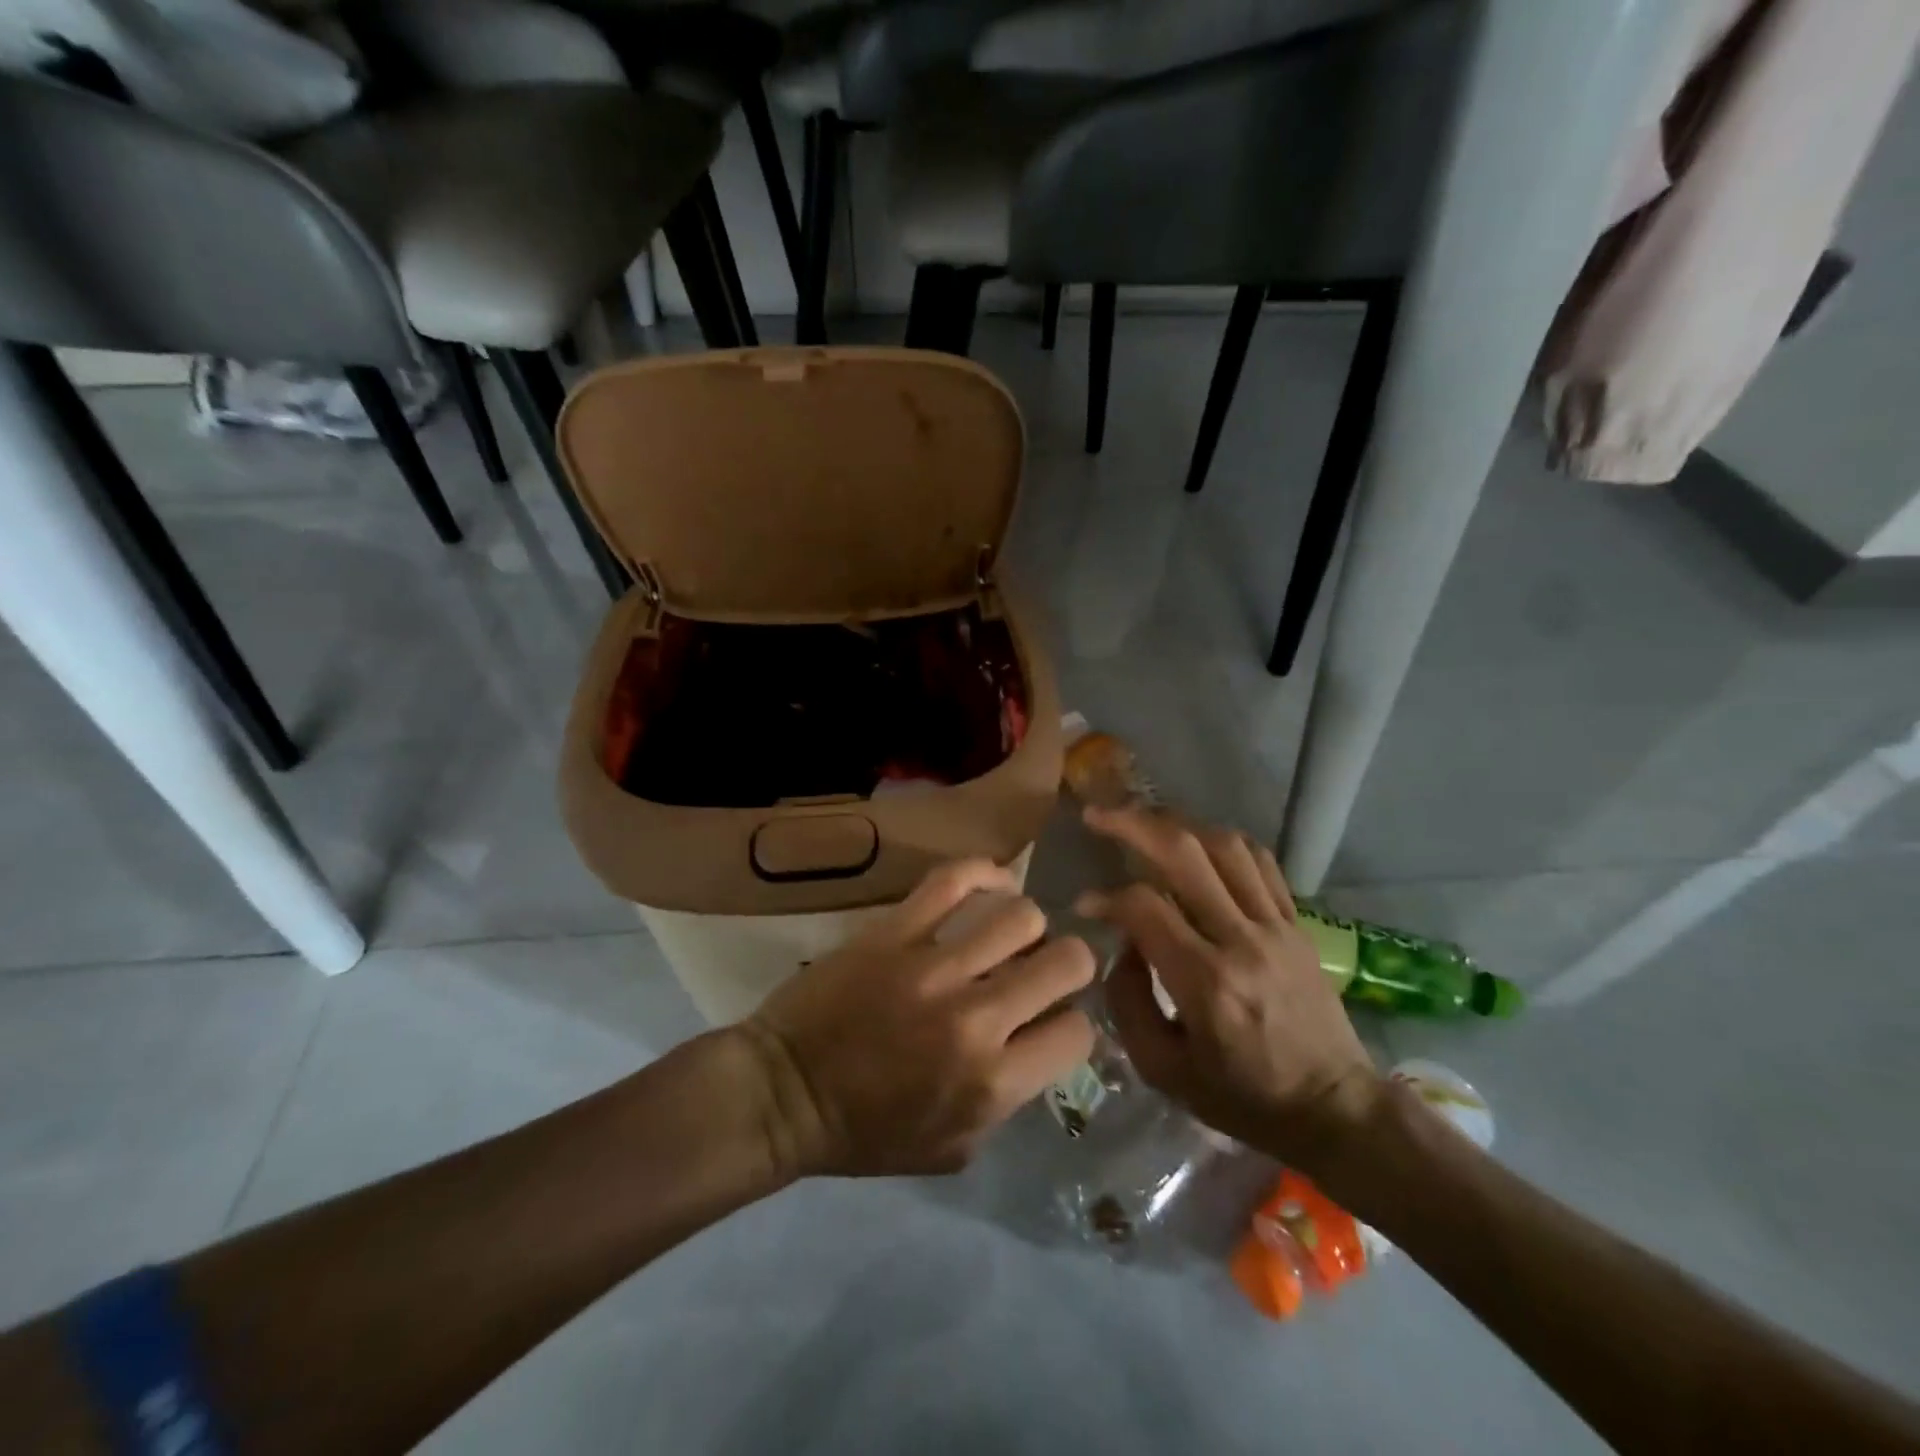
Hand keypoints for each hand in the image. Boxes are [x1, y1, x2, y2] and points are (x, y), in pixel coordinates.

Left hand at [740, 860, 1096, 1178]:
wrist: (783, 1093)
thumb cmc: (865, 1133)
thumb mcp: (954, 1150)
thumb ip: (1007, 1102)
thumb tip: (1036, 1045)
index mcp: (992, 1083)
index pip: (1078, 1031)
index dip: (1071, 1022)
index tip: (1050, 1018)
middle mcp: (976, 1019)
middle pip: (1067, 962)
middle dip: (1068, 963)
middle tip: (1042, 968)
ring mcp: (934, 967)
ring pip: (1021, 915)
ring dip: (1025, 926)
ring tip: (1007, 934)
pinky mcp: (895, 931)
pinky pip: (954, 880)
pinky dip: (984, 874)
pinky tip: (992, 883)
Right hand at [1076, 807, 1383, 1174]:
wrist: (1336, 1110)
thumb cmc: (1243, 1099)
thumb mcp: (1163, 1071)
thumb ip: (1128, 1002)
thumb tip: (1124, 945)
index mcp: (1206, 983)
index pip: (1145, 907)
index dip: (1106, 897)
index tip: (1086, 904)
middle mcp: (1242, 941)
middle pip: (1184, 854)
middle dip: (1132, 824)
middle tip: (1098, 816)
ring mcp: (1276, 927)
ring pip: (1224, 846)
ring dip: (1177, 824)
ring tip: (1143, 822)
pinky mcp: (1297, 924)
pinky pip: (1260, 862)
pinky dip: (1223, 842)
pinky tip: (1197, 842)